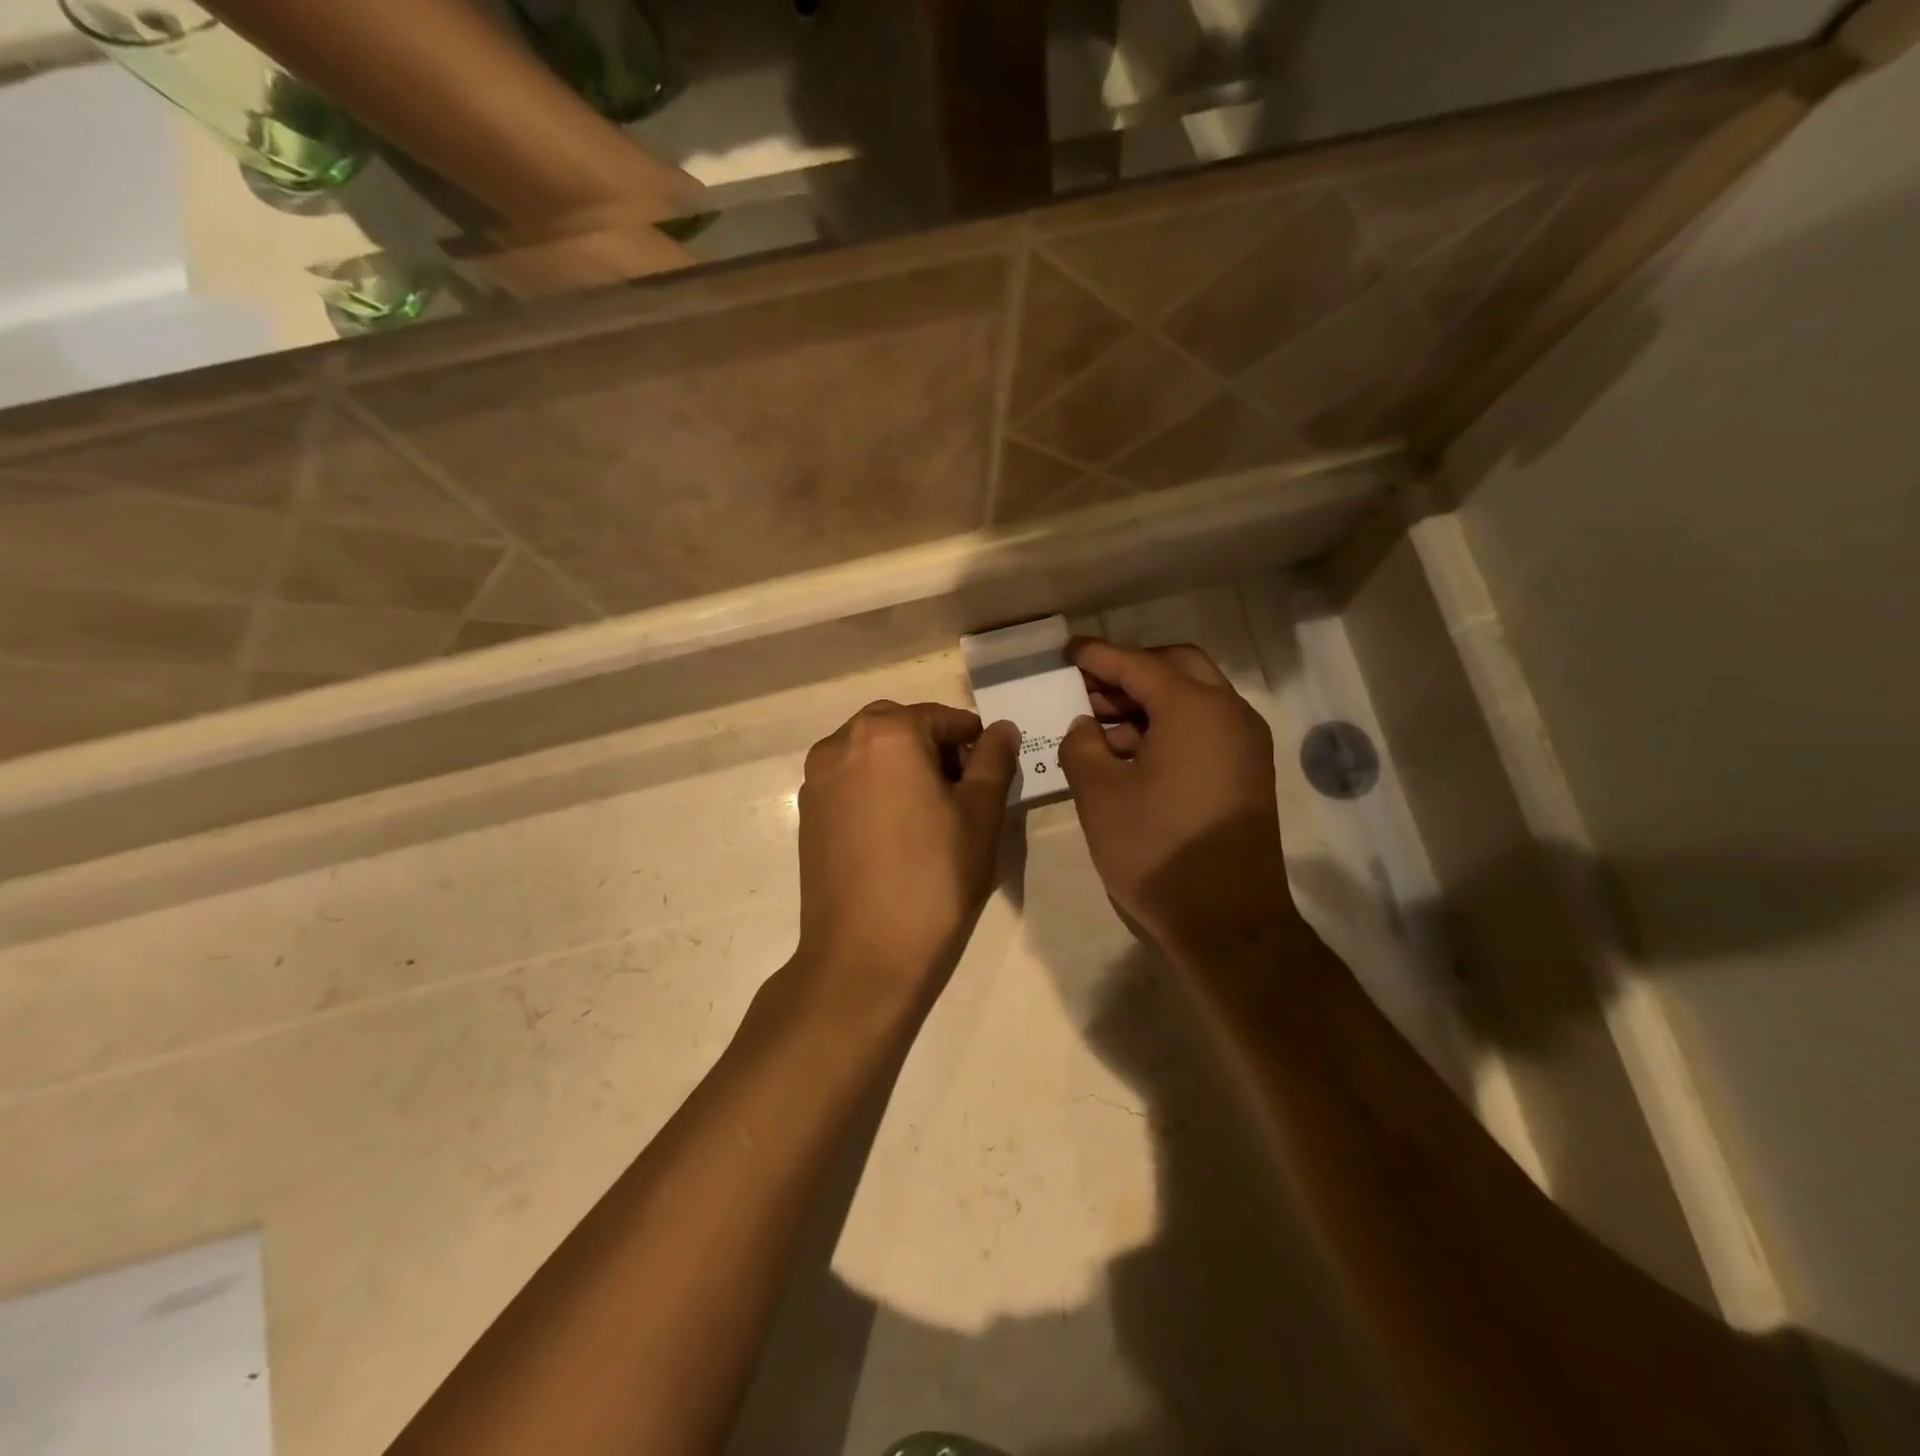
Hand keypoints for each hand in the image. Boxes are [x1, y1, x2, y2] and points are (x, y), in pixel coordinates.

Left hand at [794, 701, 1018, 1014]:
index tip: (990, 778)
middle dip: (936, 749)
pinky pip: (850, 780)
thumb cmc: (934, 878)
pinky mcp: (807, 812)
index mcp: (887, 732)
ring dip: (904, 766)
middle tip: (962, 794)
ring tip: (929, 815)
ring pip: (872, 752)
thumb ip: (993, 760)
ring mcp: (817, 778)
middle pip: (902, 728)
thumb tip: (1002, 728)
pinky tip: (895, 831)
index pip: (944, 718)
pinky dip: (876, 788)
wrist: (864, 954)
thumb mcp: (980, 815)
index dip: (975, 743)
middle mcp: (841, 742)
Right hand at [1059, 640, 1297, 956]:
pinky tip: (1130, 752)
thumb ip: (1082, 745)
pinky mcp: (1247, 773)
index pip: (1139, 664)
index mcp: (1195, 708)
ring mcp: (1245, 744)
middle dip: (1129, 671)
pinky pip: (1205, 728)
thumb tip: (1086, 726)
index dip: (1098, 656)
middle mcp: (1230, 714)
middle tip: (1086, 687)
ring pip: (1194, 698)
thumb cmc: (1156, 850)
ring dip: (1148, 701)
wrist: (1227, 921)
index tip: (1067, 651)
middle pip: (1177, 668)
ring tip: (1099, 723)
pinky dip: (1168, 726)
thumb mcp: (1099, 795)